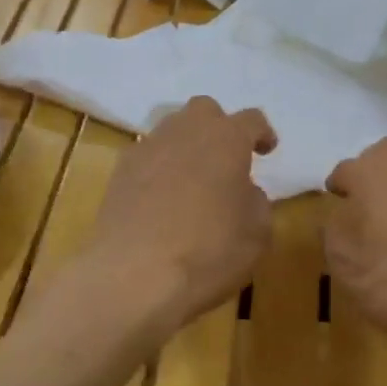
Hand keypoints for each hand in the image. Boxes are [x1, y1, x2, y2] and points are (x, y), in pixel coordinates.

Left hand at [89, 97, 275, 325]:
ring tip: (193, 178)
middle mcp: (186, 131)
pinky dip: (160, 168)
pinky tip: (162, 197)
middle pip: (205, 110)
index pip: (251, 119)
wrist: (133, 274)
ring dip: (187, 146)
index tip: (267, 150)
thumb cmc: (208, 252)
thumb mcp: (257, 234)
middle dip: (219, 127)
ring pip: (172, 129)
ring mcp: (148, 148)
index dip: (262, 133)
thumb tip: (244, 191)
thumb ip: (256, 202)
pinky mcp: (120, 171)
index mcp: (227, 139)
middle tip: (227, 158)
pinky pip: (147, 156)